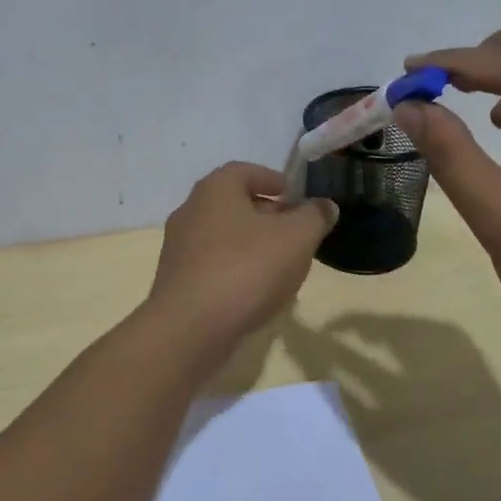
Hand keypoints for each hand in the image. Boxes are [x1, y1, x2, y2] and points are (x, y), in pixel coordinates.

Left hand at [146, 162, 336, 359]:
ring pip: (224, 238)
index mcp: (215, 189)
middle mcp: (190, 211)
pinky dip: (237, 272)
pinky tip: (258, 295)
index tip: (296, 197)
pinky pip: (214, 267)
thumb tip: (324, 205)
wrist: (189, 328)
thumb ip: (314, 217)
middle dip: (267, 216)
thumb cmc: (246, 269)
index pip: (245, 171)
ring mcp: (178, 248)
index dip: (273, 180)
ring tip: (284, 268)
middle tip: (296, 234)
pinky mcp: (176, 281)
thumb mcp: (296, 238)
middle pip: (234, 205)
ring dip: (253, 247)